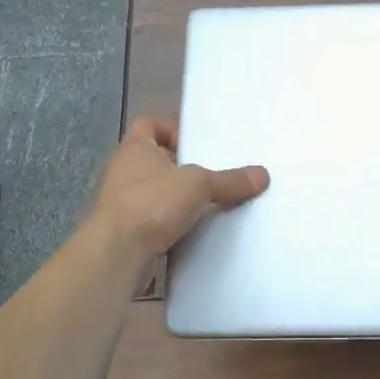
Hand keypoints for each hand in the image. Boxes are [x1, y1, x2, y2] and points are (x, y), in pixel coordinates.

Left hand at [86, 116, 268, 260]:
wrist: (116, 255)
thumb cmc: (151, 203)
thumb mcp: (198, 185)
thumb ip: (229, 180)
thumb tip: (263, 176)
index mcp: (135, 147)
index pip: (150, 123)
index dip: (173, 128)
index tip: (198, 142)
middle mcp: (125, 170)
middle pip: (158, 159)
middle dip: (184, 166)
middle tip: (215, 170)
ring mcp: (123, 202)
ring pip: (157, 192)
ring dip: (179, 197)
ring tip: (211, 201)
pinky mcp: (128, 231)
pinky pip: (156, 220)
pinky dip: (174, 223)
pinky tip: (197, 229)